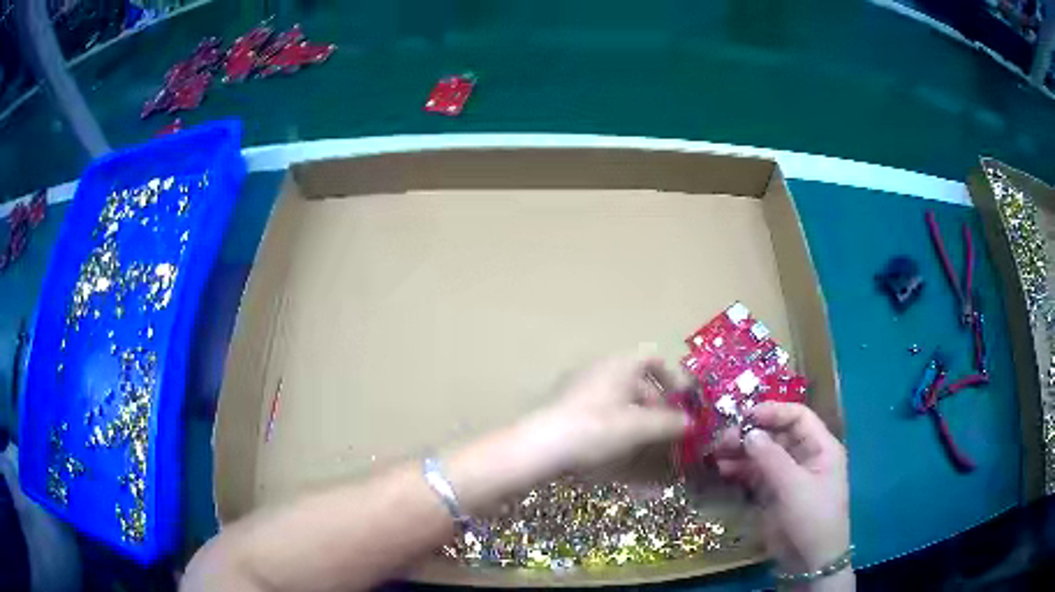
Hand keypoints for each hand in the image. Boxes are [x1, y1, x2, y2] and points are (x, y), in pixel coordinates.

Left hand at [523, 354, 689, 474]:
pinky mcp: (570, 404)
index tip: (681, 401)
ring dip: (638, 415)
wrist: (543, 445)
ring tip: (646, 440)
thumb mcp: (639, 427)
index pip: (653, 359)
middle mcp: (601, 368)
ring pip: (621, 396)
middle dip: (657, 403)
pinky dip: (618, 420)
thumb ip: (669, 422)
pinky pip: (603, 407)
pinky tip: (619, 443)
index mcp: (621, 364)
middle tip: (666, 428)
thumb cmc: (597, 428)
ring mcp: (583, 385)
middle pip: (638, 380)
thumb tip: (690, 422)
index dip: (672, 378)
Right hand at [714, 402, 849, 576]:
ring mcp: (789, 475)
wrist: (810, 561)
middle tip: (723, 439)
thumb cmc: (812, 517)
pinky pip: (757, 474)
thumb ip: (771, 458)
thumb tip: (749, 433)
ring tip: (717, 454)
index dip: (773, 412)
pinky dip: (741, 470)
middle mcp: (805, 456)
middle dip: (752, 434)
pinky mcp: (775, 493)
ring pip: (764, 454)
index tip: (744, 415)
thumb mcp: (794, 487)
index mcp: (821, 447)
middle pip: (777, 434)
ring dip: (742, 452)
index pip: (798, 417)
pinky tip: (724, 469)